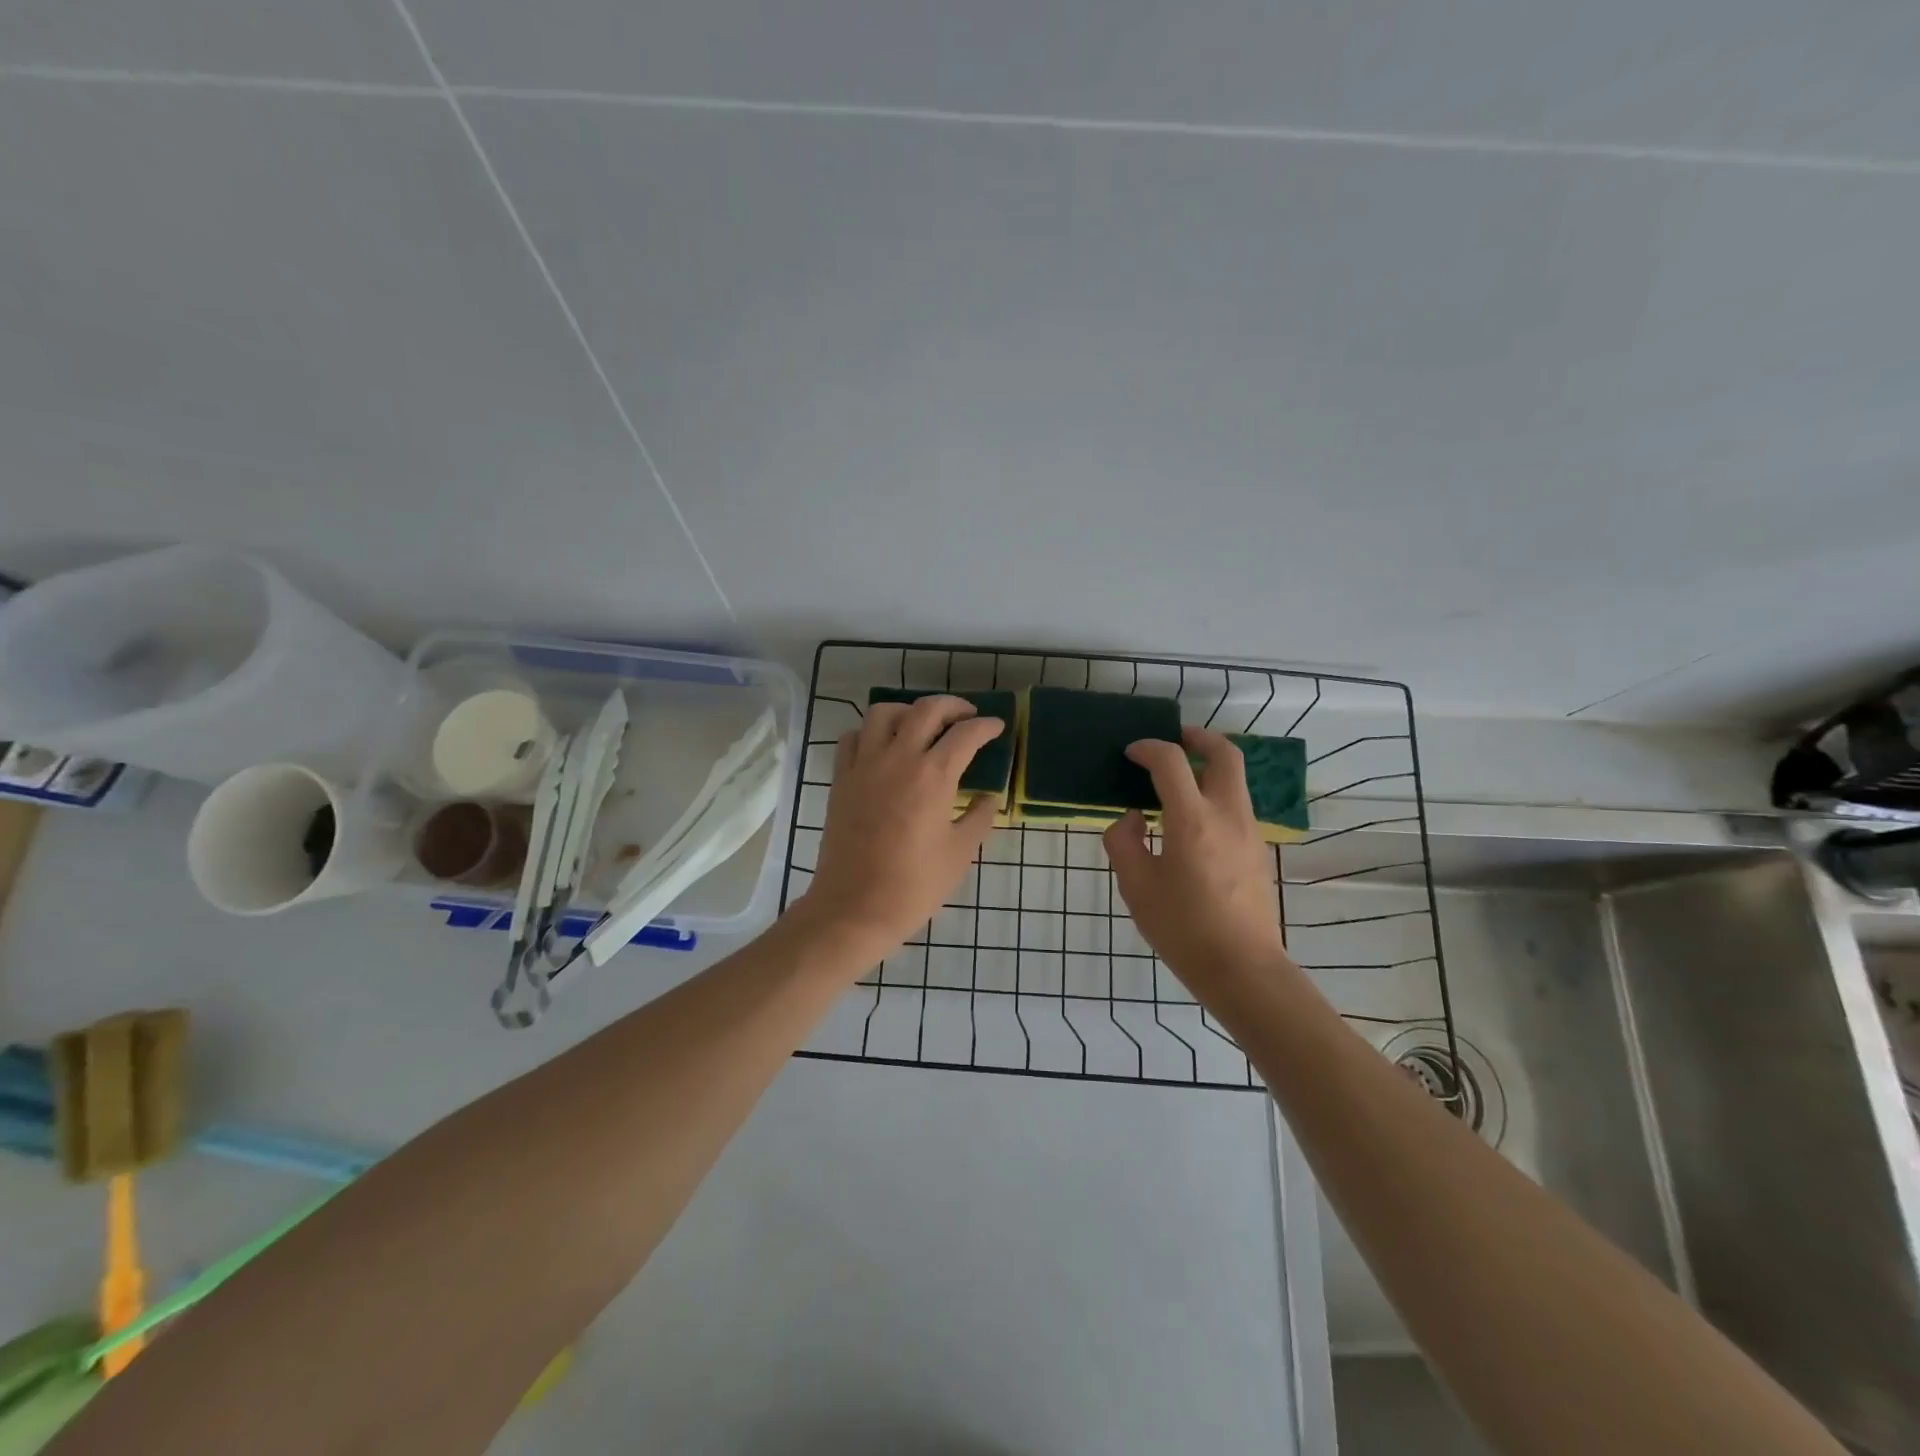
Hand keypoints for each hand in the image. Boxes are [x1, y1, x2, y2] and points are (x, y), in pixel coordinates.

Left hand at [799, 695, 1003, 962]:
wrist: (854, 908)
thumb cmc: (914, 885)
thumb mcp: (960, 853)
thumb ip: (980, 818)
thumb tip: (990, 798)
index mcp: (933, 776)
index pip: (966, 734)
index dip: (986, 726)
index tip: (997, 728)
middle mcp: (898, 759)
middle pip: (927, 710)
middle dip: (953, 706)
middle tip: (967, 717)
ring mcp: (864, 766)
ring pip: (884, 713)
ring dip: (908, 711)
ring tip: (922, 725)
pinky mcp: (841, 779)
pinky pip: (853, 738)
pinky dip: (871, 732)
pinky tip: (883, 747)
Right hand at [1104, 727, 1289, 990]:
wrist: (1243, 968)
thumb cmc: (1183, 928)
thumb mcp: (1136, 887)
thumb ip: (1124, 843)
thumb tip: (1131, 819)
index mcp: (1192, 819)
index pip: (1171, 762)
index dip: (1148, 748)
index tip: (1131, 753)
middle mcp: (1227, 814)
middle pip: (1224, 754)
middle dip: (1199, 738)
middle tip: (1176, 739)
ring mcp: (1249, 831)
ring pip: (1235, 778)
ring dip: (1209, 766)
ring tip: (1180, 777)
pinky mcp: (1258, 849)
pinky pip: (1237, 804)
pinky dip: (1216, 792)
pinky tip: (1193, 817)